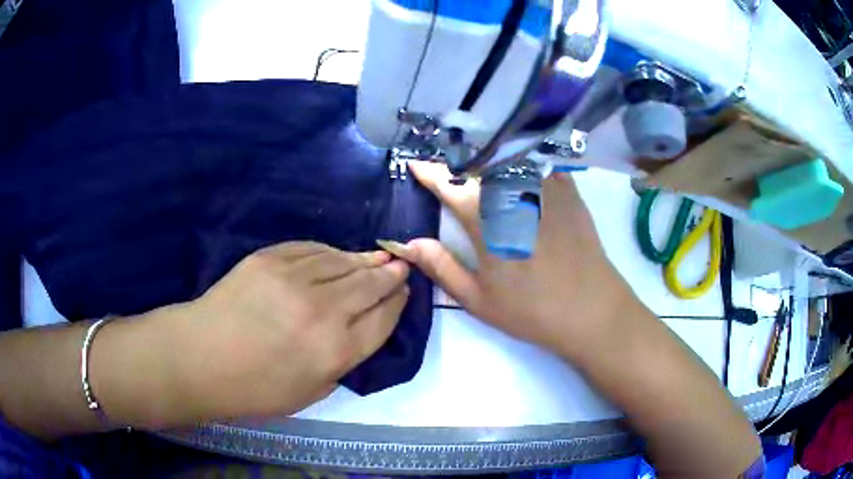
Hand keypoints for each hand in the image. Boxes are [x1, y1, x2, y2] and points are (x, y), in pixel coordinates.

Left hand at [165, 242, 409, 421]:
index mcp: (335, 351)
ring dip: (365, 260)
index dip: (397, 303)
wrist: (202, 357)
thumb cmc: (255, 388)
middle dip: (390, 275)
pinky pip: (311, 249)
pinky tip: (337, 254)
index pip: (381, 319)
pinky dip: (329, 251)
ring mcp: (295, 280)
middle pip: (369, 285)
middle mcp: (323, 311)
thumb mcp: (310, 393)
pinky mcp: (270, 260)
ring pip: (343, 262)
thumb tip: (357, 333)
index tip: (404, 291)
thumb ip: (341, 364)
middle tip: (401, 265)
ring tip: (378, 256)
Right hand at [400, 161, 639, 357]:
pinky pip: (538, 163)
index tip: (416, 165)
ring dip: (486, 155)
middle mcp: (512, 192)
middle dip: (456, 161)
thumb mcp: (478, 299)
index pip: (449, 184)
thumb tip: (409, 244)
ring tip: (478, 160)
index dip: (429, 172)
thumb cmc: (530, 310)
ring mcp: (544, 187)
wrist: (591, 309)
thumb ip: (442, 267)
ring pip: (507, 157)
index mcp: (485, 219)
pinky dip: (522, 160)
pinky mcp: (567, 189)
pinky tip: (519, 167)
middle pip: (477, 163)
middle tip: (446, 166)